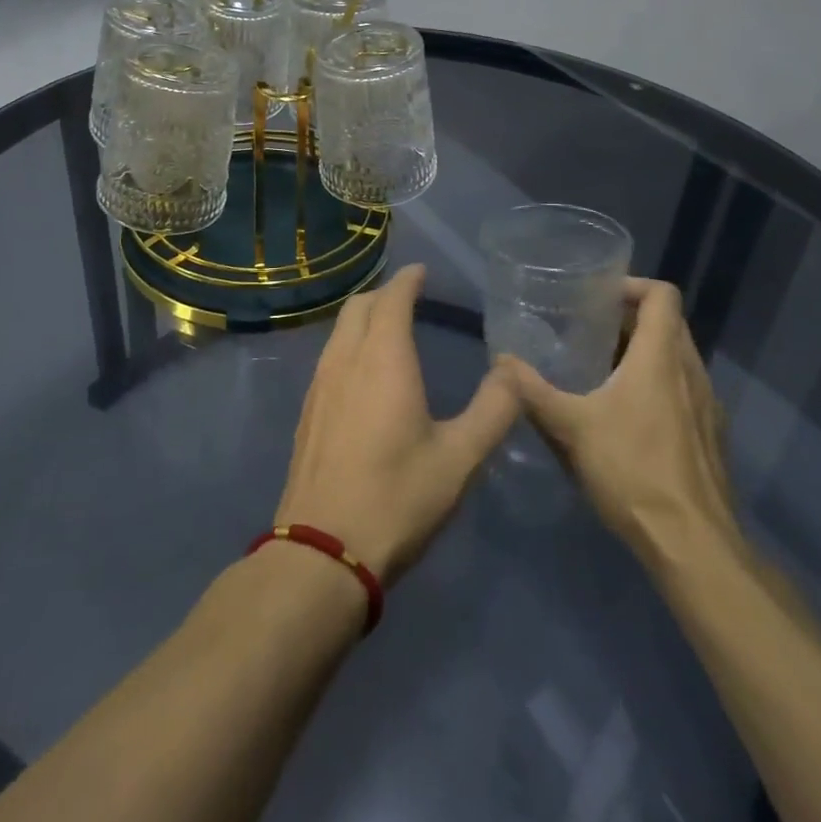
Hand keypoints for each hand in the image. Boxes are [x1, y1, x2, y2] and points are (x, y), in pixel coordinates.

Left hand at [276, 265, 519, 583]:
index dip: (407, 280)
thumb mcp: (460, 458)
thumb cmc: (398, 498)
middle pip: (358, 307)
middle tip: (408, 296)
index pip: (392, 299)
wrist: (323, 550)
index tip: (421, 271)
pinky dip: (348, 344)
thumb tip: (513, 371)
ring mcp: (319, 385)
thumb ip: (494, 410)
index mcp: (383, 359)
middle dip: (383, 293)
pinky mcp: (307, 412)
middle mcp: (345, 360)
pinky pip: (329, 357)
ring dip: (363, 318)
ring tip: (387, 327)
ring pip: (339, 331)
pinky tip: (362, 372)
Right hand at [495, 278, 741, 576]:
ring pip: (678, 359)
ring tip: (602, 368)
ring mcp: (708, 406)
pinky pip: (685, 390)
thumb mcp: (571, 428)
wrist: (692, 544)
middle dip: (631, 319)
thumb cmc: (632, 470)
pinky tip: (627, 414)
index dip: (632, 284)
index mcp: (661, 358)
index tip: (599, 294)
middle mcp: (691, 372)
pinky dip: (658, 385)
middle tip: (589, 328)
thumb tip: (501, 361)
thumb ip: (533, 391)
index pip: (662, 295)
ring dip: (645, 353)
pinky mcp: (711, 436)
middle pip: (669, 324)